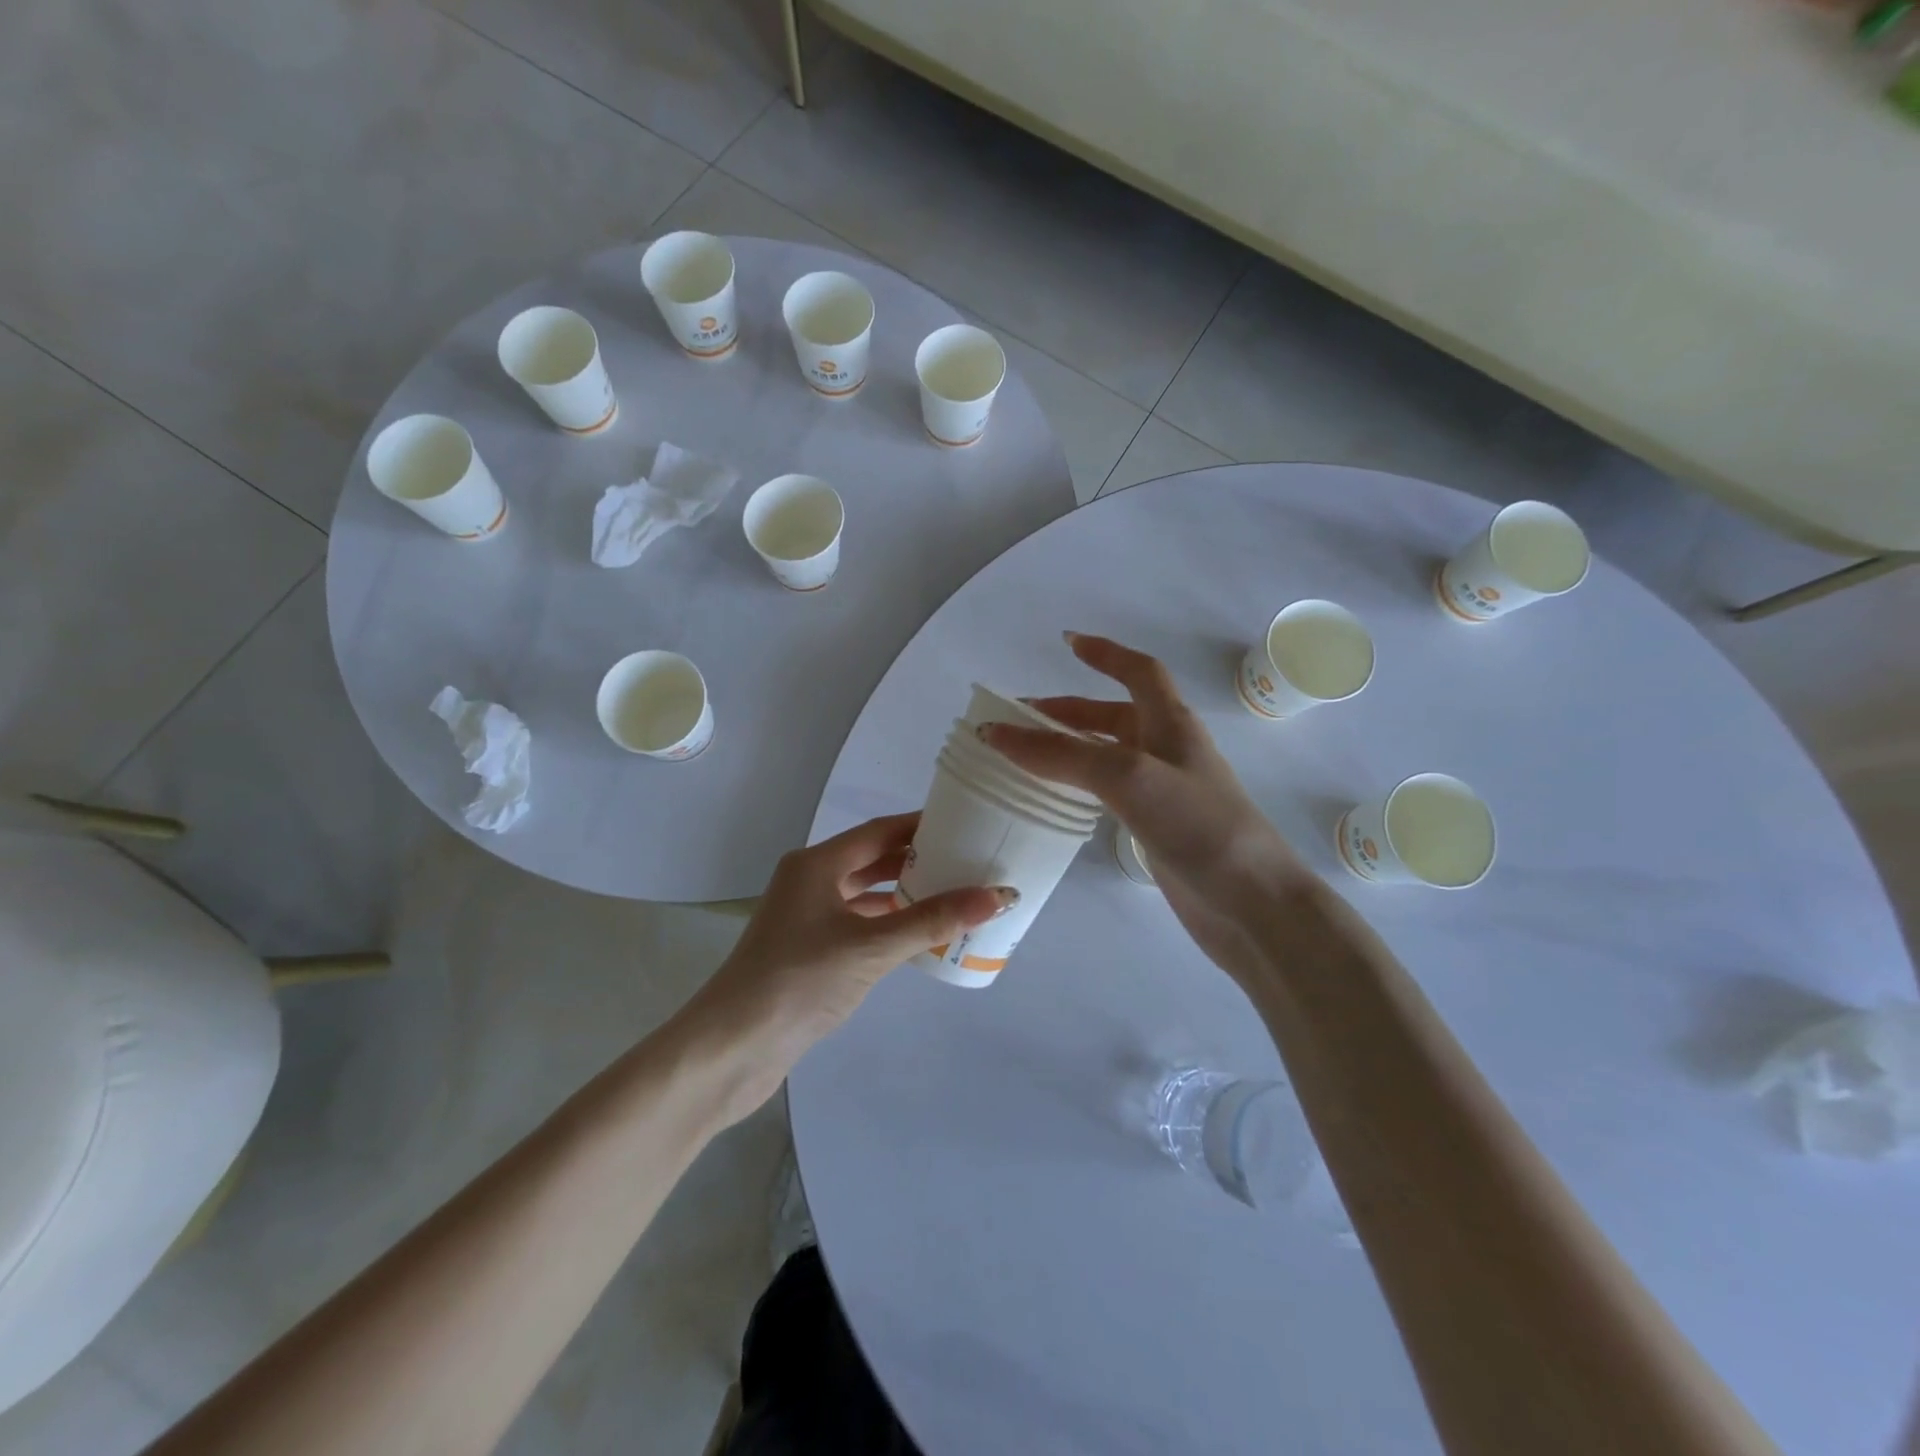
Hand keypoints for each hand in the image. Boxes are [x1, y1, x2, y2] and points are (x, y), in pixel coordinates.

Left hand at [687, 813, 1012, 1112]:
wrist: (733, 1048)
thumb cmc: (799, 981)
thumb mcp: (872, 947)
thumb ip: (933, 920)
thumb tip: (998, 897)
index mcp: (816, 865)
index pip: (879, 831)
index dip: (920, 825)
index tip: (964, 821)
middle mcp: (809, 882)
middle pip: (872, 859)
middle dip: (917, 859)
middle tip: (967, 859)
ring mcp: (806, 917)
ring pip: (864, 894)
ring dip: (903, 894)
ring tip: (953, 893)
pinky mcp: (808, 951)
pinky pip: (858, 924)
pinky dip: (887, 924)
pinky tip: (918, 935)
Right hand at [983, 633, 1313, 980]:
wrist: (1250, 902)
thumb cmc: (1197, 824)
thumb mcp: (1126, 776)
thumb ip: (1061, 754)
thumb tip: (995, 733)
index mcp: (1171, 723)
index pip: (1139, 672)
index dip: (1105, 654)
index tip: (1067, 642)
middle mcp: (1168, 750)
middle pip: (1115, 715)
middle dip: (1069, 711)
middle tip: (1020, 719)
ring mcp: (1164, 791)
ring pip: (1109, 754)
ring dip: (1070, 748)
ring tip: (1026, 757)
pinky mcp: (1157, 827)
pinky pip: (1111, 792)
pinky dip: (1082, 785)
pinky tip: (1060, 798)